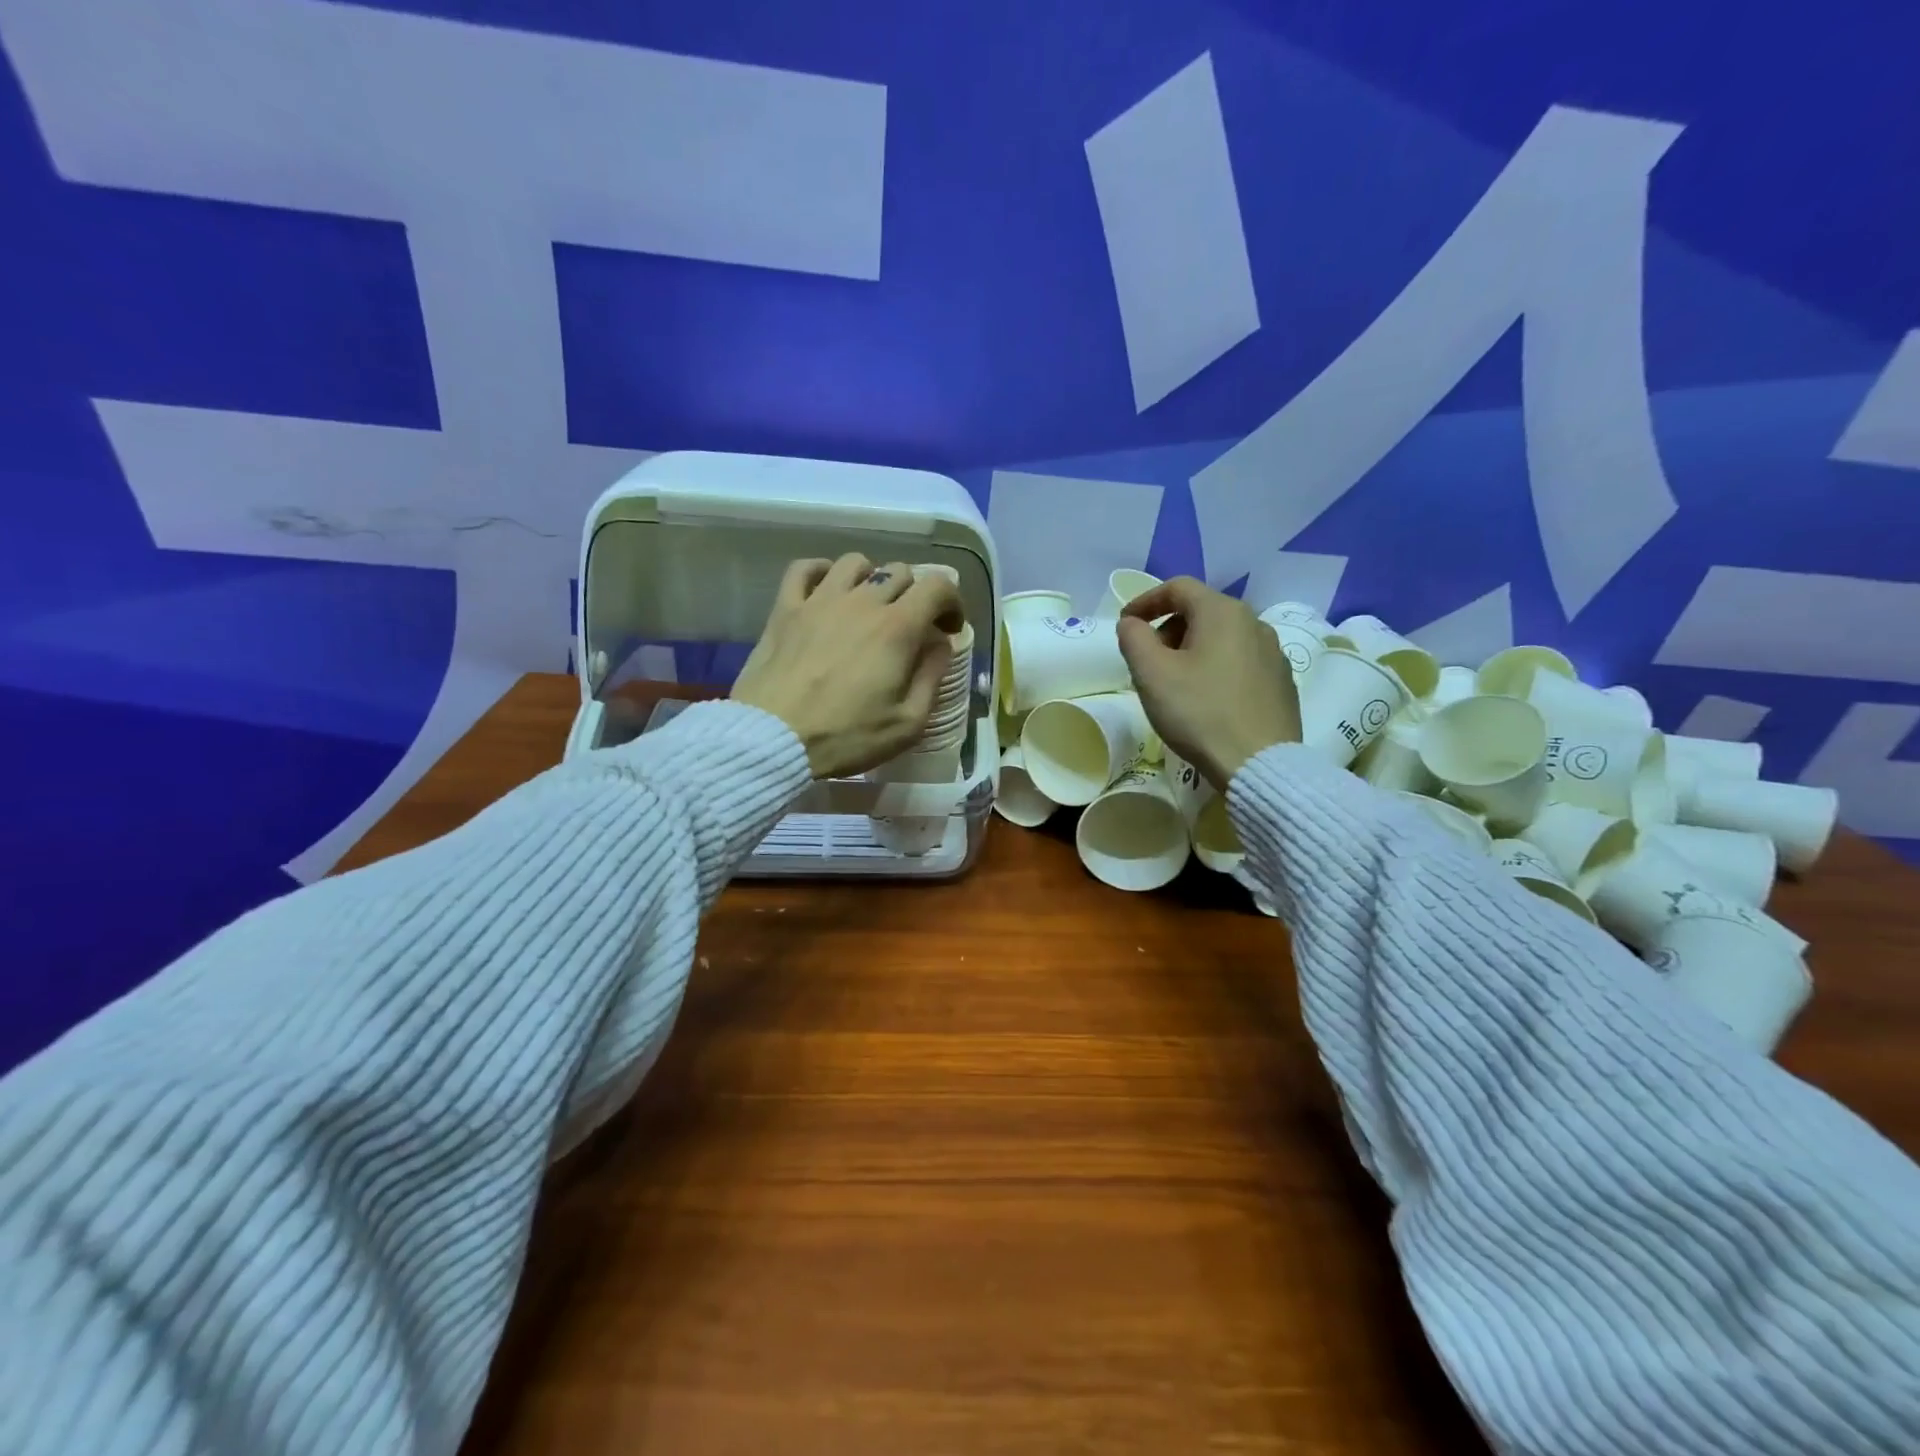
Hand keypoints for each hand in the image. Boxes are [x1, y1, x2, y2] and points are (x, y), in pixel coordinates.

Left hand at [733, 554, 964, 778]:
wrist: (773, 739)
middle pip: (899, 572)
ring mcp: (820, 600)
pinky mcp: (785, 608)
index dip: (952, 602)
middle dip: (914, 595)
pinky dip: (821, 571)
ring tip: (869, 606)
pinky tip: (826, 590)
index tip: (948, 629)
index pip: (938, 586)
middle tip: (910, 627)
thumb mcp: (908, 723)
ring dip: (872, 579)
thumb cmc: (846, 736)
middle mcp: (861, 601)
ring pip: (855, 563)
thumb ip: (932, 678)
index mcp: (897, 628)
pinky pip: (805, 568)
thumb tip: (941, 645)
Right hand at [1117, 576, 1300, 790]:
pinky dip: (1216, 667)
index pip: (1178, 588)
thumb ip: (1133, 638)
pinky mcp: (1282, 681)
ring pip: (1222, 637)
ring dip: (1192, 649)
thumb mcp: (1151, 674)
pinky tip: (1207, 699)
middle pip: (1202, 611)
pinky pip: (1240, 661)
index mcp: (1222, 612)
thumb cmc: (1199, 712)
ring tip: (1175, 683)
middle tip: (1148, 661)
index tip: (1125, 624)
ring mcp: (1273, 652)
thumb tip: (1132, 623)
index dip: (1145, 600)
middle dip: (1168, 628)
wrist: (1258, 763)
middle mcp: (1254, 622)